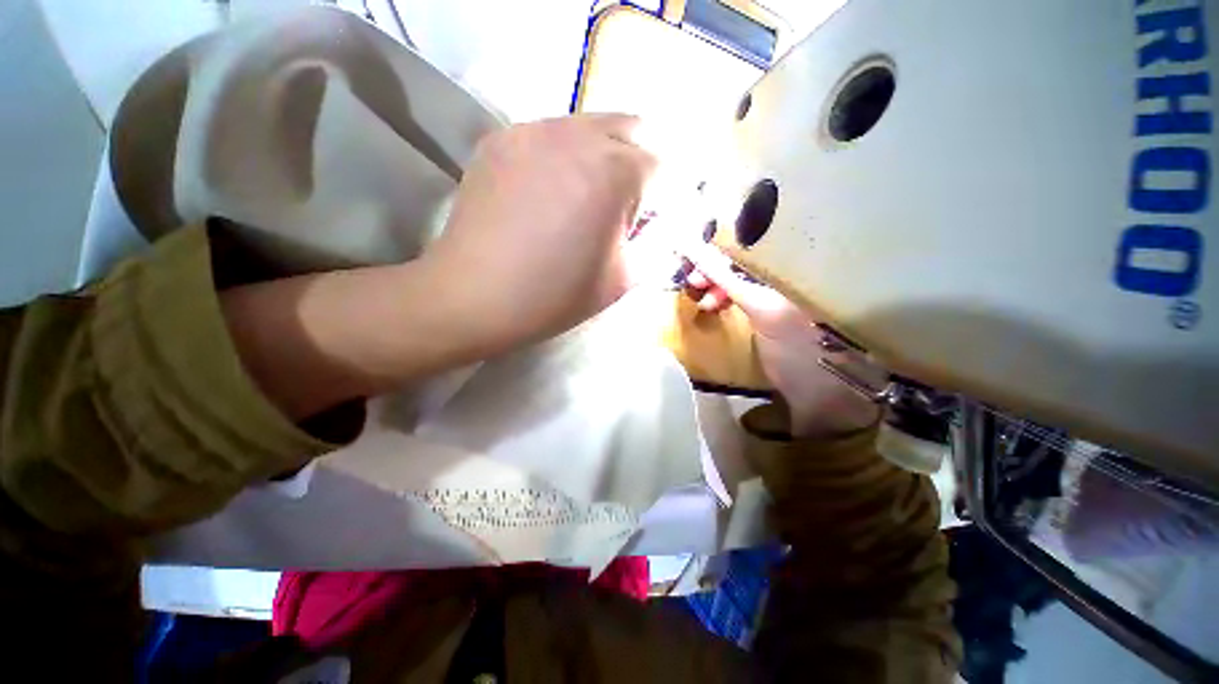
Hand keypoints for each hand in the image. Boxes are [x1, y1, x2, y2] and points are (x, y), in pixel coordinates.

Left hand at [428, 114, 656, 354]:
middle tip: (619, 208)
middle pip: (629, 129)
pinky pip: (548, 136)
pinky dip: (561, 159)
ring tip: (579, 201)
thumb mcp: (622, 280)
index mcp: (614, 172)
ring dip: (599, 158)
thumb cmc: (554, 296)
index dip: (659, 197)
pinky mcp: (500, 139)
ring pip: (588, 127)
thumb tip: (656, 222)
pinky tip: (543, 196)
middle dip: (635, 166)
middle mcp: (577, 135)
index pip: (662, 165)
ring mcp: (532, 130)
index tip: (644, 224)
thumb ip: (652, 243)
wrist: (473, 296)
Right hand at [681, 242, 881, 436]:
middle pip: (746, 257)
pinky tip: (713, 304)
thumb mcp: (761, 308)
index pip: (758, 238)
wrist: (812, 389)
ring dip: (717, 284)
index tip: (699, 254)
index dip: (726, 243)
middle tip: (693, 279)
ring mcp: (779, 289)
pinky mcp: (768, 307)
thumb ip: (728, 278)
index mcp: (800, 263)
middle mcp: (791, 270)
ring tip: (702, 297)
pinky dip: (724, 296)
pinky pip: (740, 292)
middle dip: (717, 266)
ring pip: (740, 275)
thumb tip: (696, 250)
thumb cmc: (795, 345)